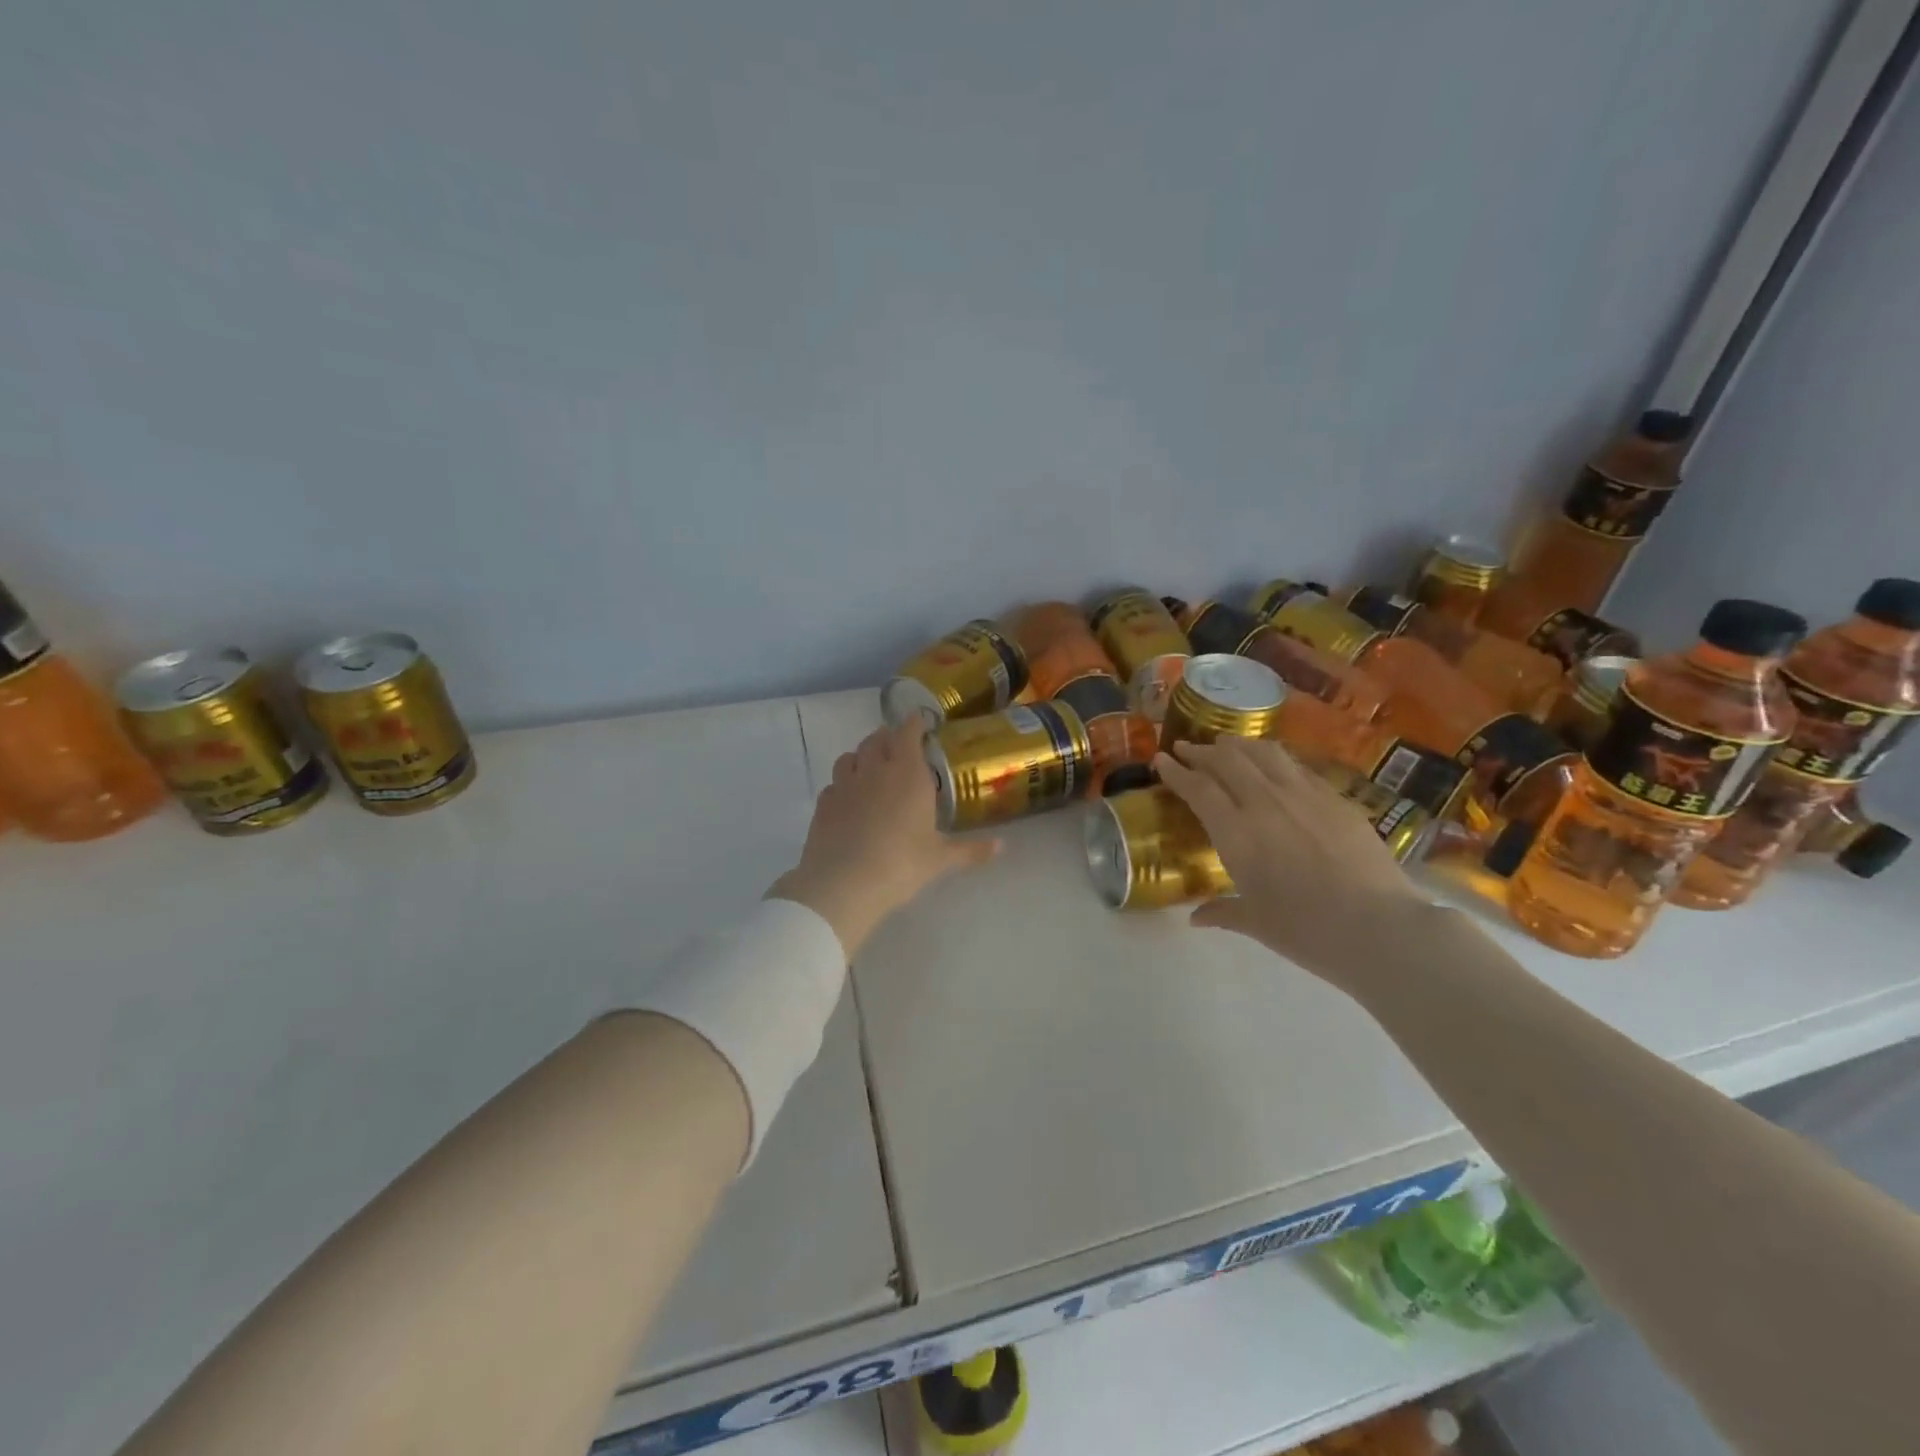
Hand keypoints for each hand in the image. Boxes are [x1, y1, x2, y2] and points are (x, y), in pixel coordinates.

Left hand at [769, 717, 999, 956]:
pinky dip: (843, 783)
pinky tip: (849, 798)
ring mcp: (845, 784)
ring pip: (850, 756)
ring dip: (862, 755)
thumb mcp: (940, 859)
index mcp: (908, 774)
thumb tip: (1002, 846)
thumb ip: (970, 850)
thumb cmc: (901, 864)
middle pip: (877, 739)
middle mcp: (875, 770)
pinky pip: (833, 783)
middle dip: (888, 737)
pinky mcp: (823, 803)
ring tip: (871, 767)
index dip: (914, 724)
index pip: (908, 733)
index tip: (919, 722)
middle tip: (898, 746)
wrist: (843, 883)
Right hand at [1154, 737, 1430, 986]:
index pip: (1198, 788)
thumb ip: (1222, 912)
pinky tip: (1274, 766)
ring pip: (1263, 753)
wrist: (1380, 927)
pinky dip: (1274, 759)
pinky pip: (1296, 766)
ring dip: (1238, 744)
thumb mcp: (1256, 923)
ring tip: (1227, 744)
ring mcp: (1304, 795)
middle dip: (1201, 751)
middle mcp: (1265, 802)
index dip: (1176, 771)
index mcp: (1236, 832)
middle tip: (1187, 749)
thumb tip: (1195, 917)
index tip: (1161, 760)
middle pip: (1227, 760)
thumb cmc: (1307, 931)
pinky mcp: (1336, 798)